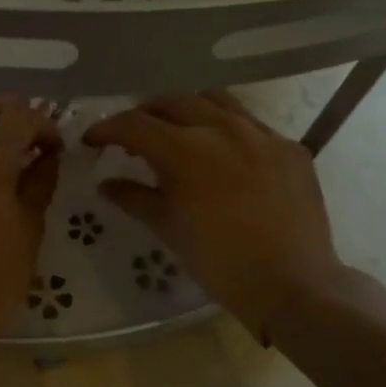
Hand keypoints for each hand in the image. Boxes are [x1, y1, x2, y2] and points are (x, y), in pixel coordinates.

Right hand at [84, 92, 345, 340]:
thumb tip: (106, 184)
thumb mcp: (168, 229)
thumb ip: (134, 198)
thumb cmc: (219, 262)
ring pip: (214, 101)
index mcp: (185, 149)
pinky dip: (225, 127)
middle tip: (131, 138)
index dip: (107, 129)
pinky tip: (222, 153)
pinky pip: (250, 122)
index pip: (134, 124)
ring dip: (185, 110)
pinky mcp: (290, 147)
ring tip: (176, 132)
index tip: (92, 140)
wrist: (293, 285)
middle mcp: (223, 128)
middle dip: (143, 115)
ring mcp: (261, 134)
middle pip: (172, 102)